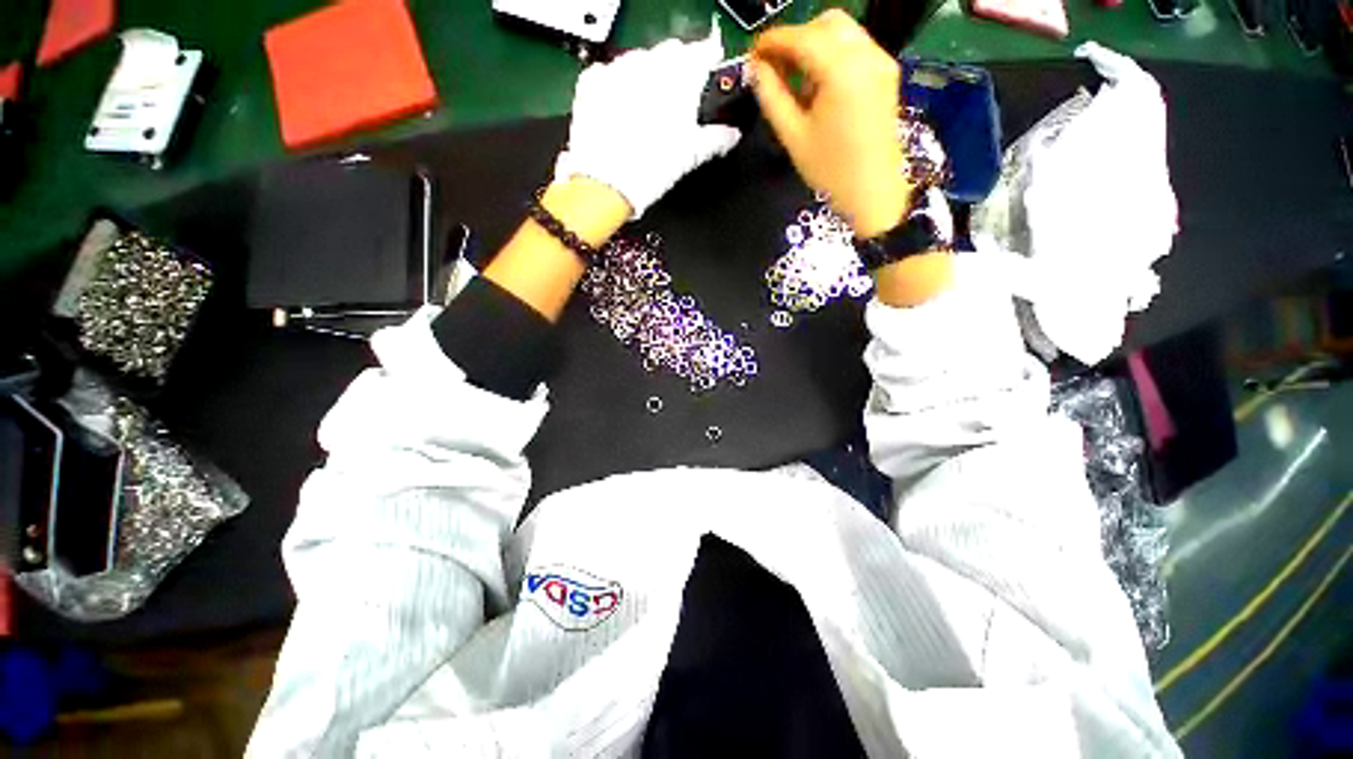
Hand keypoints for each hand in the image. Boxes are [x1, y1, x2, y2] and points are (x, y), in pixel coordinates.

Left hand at [556, 26, 742, 218]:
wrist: (605, 184)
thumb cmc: (652, 169)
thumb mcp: (691, 156)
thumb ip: (716, 139)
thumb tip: (731, 135)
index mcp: (681, 77)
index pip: (704, 52)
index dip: (709, 62)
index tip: (709, 73)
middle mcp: (650, 64)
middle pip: (670, 53)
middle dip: (677, 70)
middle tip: (677, 103)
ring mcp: (618, 70)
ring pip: (639, 60)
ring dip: (647, 76)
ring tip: (646, 112)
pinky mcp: (592, 83)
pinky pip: (609, 72)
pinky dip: (617, 85)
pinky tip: (620, 110)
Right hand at [750, 11, 912, 237]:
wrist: (872, 192)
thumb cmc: (830, 170)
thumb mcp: (793, 136)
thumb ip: (771, 97)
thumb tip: (756, 69)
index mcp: (841, 71)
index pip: (802, 38)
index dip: (772, 41)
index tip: (752, 54)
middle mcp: (866, 55)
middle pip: (825, 24)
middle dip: (795, 39)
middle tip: (774, 68)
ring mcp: (881, 61)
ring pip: (842, 32)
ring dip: (814, 45)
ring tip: (796, 80)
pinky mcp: (886, 73)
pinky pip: (855, 47)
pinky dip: (832, 54)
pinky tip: (819, 85)